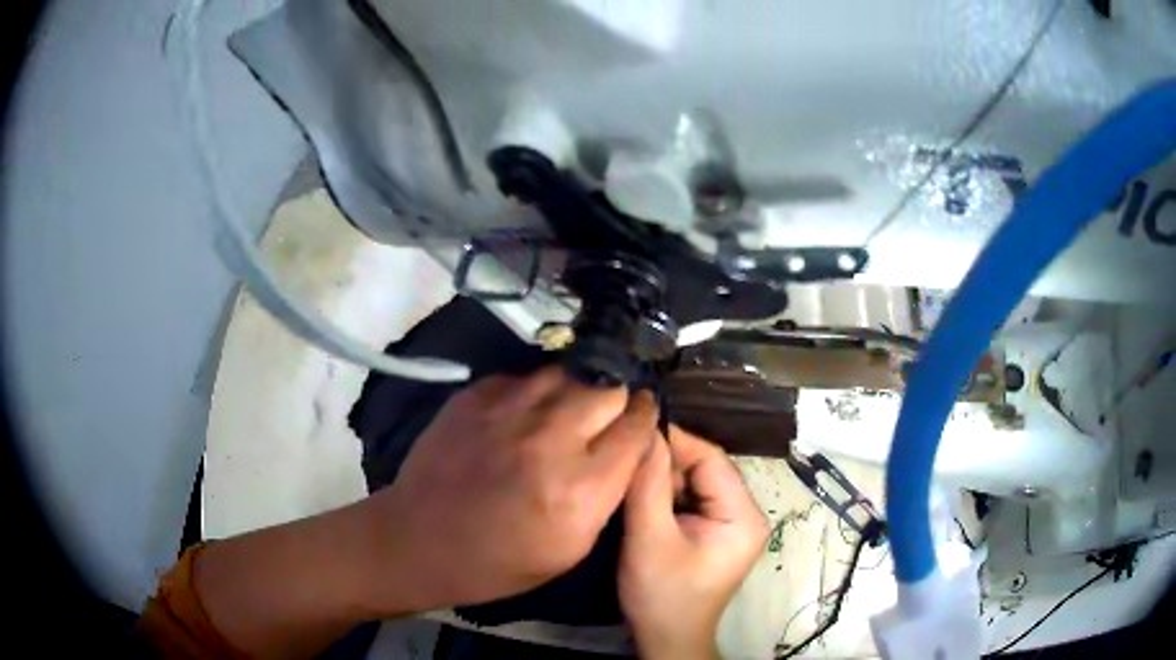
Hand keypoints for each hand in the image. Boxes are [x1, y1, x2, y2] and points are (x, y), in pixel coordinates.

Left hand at [360, 365, 657, 611]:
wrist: (419, 540)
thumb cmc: (500, 561)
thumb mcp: (571, 549)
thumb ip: (609, 497)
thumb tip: (626, 452)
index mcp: (581, 487)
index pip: (637, 428)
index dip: (645, 421)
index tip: (641, 421)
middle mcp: (550, 439)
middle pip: (609, 390)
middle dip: (616, 402)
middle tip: (605, 418)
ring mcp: (508, 410)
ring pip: (569, 374)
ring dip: (577, 391)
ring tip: (568, 411)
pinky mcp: (475, 396)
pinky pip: (525, 377)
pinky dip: (536, 392)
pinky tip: (525, 413)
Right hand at [619, 427, 768, 659]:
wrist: (666, 638)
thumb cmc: (662, 595)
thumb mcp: (650, 539)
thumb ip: (649, 485)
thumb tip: (646, 433)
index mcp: (743, 515)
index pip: (712, 459)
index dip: (674, 441)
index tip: (635, 431)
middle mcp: (744, 513)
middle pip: (704, 469)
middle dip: (664, 462)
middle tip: (625, 456)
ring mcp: (729, 523)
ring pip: (693, 482)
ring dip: (661, 478)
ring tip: (627, 474)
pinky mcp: (713, 532)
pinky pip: (689, 499)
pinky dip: (663, 494)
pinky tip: (639, 495)